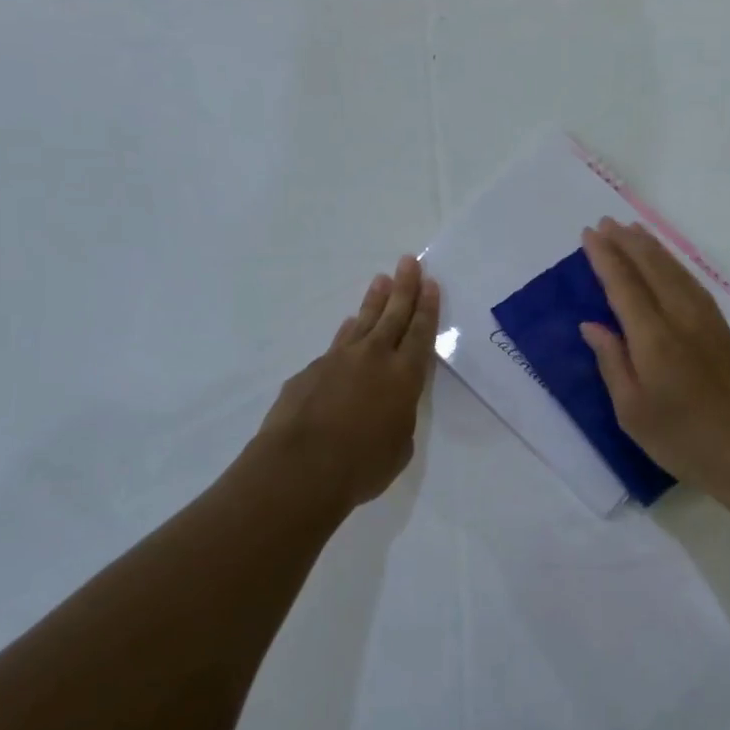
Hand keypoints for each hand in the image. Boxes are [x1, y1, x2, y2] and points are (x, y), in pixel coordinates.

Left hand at [256, 257, 439, 506]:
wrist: (299, 468)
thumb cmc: (361, 465)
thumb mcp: (398, 447)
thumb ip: (398, 419)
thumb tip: (387, 408)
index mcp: (404, 377)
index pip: (420, 333)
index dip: (427, 307)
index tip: (430, 282)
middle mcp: (373, 358)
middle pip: (393, 315)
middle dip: (404, 287)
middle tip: (408, 261)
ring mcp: (338, 360)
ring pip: (362, 322)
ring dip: (374, 301)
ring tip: (380, 280)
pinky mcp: (310, 371)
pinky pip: (336, 345)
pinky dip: (346, 333)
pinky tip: (348, 326)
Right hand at [580, 219, 729, 493]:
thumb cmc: (684, 440)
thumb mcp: (632, 412)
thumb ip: (612, 362)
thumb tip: (592, 325)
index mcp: (654, 338)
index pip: (624, 285)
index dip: (605, 257)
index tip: (588, 234)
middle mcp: (681, 318)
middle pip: (652, 268)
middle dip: (627, 242)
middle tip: (606, 222)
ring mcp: (707, 322)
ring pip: (676, 271)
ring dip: (652, 247)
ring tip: (633, 230)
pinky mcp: (724, 331)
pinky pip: (692, 283)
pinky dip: (674, 265)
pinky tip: (668, 264)